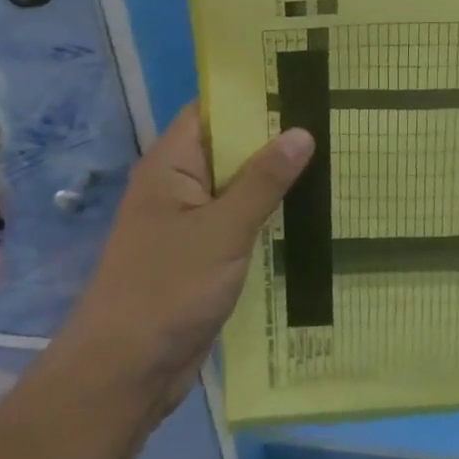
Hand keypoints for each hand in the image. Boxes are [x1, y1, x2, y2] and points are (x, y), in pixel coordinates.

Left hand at [68, 108, 313, 415]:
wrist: (123, 376)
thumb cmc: (167, 290)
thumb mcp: (223, 230)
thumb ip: (264, 180)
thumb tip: (302, 132)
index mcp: (172, 163)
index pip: (214, 109)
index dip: (253, 94)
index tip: (302, 82)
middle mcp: (180, 184)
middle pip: (232, 146)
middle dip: (276, 135)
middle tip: (333, 118)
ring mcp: (192, 221)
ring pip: (240, 185)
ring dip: (278, 177)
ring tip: (335, 156)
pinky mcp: (203, 254)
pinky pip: (241, 220)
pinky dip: (270, 213)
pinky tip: (312, 209)